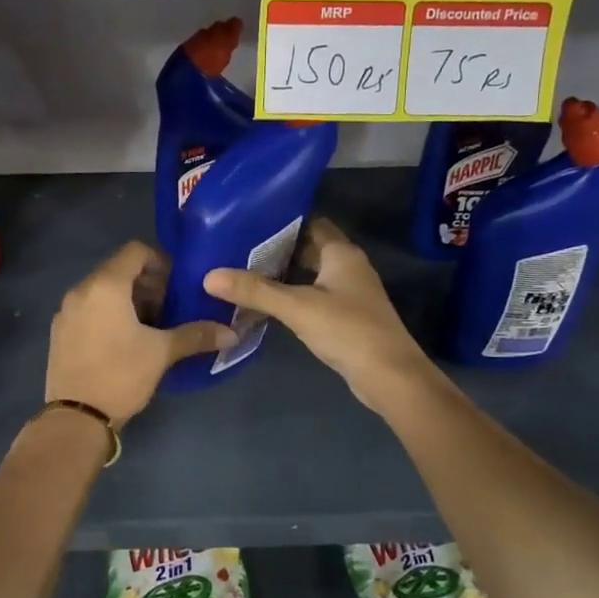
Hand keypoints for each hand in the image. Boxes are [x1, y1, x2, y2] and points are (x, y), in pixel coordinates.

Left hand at [46, 242, 237, 424]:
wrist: (75, 418)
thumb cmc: (120, 375)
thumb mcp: (162, 353)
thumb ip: (196, 335)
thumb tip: (231, 333)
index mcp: (105, 286)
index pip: (135, 251)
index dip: (161, 261)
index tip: (178, 284)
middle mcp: (81, 290)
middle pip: (119, 270)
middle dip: (147, 283)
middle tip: (169, 307)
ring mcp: (66, 311)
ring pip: (103, 290)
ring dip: (129, 300)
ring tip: (151, 326)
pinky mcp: (60, 332)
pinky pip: (89, 309)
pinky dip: (109, 314)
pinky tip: (125, 341)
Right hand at [203, 219, 436, 412]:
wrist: (389, 376)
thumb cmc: (347, 330)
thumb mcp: (297, 307)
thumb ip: (255, 290)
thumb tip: (209, 276)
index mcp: (342, 253)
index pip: (311, 223)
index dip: (282, 221)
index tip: (249, 222)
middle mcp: (348, 266)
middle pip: (309, 249)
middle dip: (277, 249)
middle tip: (238, 249)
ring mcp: (349, 293)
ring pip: (310, 275)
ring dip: (284, 275)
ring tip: (244, 273)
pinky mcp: (346, 317)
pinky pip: (314, 297)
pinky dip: (293, 296)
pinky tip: (268, 304)